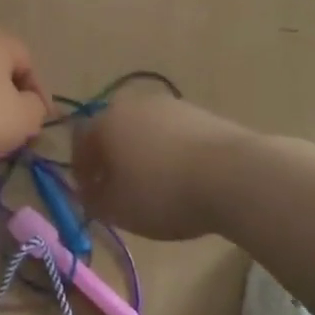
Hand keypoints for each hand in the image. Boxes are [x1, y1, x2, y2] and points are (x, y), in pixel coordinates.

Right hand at [72, 92, 251, 239]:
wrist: (235, 176)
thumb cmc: (163, 193)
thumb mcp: (118, 210)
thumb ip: (94, 202)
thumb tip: (90, 194)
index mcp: (106, 122)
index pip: (80, 140)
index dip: (80, 169)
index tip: (89, 195)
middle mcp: (135, 105)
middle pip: (113, 130)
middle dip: (111, 159)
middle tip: (117, 188)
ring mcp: (172, 106)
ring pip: (145, 131)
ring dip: (142, 155)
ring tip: (153, 187)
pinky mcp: (203, 115)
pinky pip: (174, 135)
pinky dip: (170, 153)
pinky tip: (182, 179)